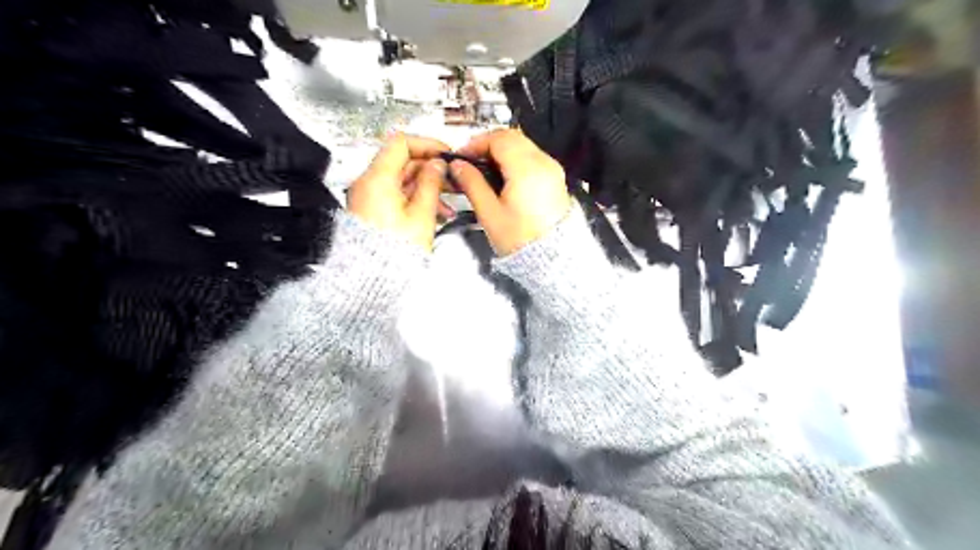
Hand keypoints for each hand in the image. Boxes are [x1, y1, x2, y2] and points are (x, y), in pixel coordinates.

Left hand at [348, 132, 454, 247]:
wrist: (373, 279)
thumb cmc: (395, 250)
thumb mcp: (422, 214)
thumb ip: (432, 184)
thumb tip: (437, 165)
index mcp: (377, 179)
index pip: (401, 143)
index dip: (427, 144)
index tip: (446, 153)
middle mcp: (368, 184)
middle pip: (402, 163)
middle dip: (430, 170)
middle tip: (452, 180)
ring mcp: (369, 198)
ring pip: (402, 181)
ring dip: (427, 188)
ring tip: (448, 205)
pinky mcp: (373, 211)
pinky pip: (396, 196)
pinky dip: (415, 199)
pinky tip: (435, 213)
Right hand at [452, 129, 574, 254]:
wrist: (552, 258)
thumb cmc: (520, 240)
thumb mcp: (490, 213)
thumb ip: (472, 184)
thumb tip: (458, 166)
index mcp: (527, 170)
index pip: (499, 139)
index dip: (477, 143)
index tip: (462, 156)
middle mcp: (544, 163)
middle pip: (513, 137)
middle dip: (489, 144)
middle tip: (471, 161)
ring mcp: (553, 170)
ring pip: (524, 145)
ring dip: (502, 151)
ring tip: (485, 170)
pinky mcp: (555, 179)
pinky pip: (533, 158)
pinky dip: (516, 159)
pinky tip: (503, 177)